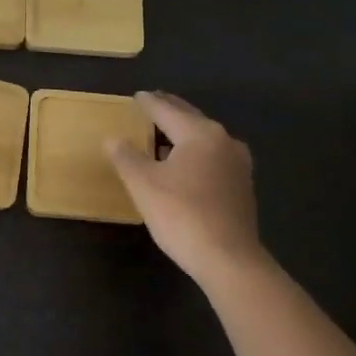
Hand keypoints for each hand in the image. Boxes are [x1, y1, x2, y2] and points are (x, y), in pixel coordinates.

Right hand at [105, 92, 263, 285]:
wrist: (228, 258)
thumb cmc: (182, 215)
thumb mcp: (144, 184)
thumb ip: (126, 157)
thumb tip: (113, 138)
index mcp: (200, 133)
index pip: (167, 110)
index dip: (149, 103)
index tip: (137, 96)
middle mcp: (223, 141)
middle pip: (191, 119)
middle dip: (170, 111)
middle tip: (152, 104)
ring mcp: (238, 164)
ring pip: (205, 139)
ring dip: (184, 133)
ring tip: (164, 134)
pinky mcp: (242, 186)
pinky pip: (213, 158)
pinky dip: (196, 153)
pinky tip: (185, 164)